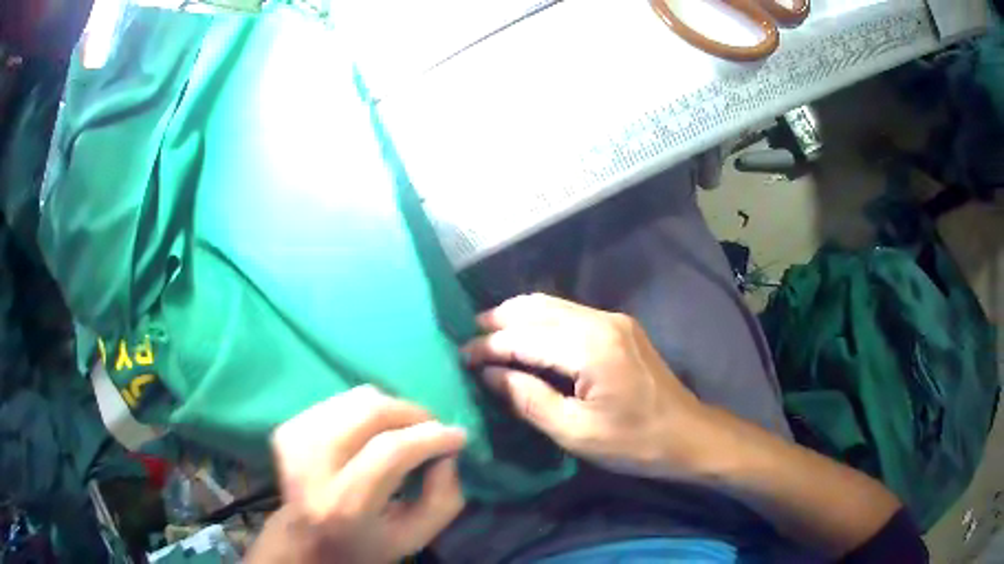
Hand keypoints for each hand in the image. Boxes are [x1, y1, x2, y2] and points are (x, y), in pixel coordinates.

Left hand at [247, 386, 466, 563]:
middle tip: (433, 429)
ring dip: (392, 409)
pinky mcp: (287, 428)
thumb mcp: (414, 538)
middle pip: (370, 411)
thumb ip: (442, 499)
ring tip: (405, 431)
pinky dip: (366, 410)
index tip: (458, 436)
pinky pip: (340, 400)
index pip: (391, 451)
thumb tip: (446, 453)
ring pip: (356, 398)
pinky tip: (372, 433)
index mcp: (343, 503)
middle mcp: (311, 465)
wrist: (304, 540)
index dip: (430, 436)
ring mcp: (293, 440)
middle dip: (413, 413)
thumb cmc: (364, 544)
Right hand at [463, 294, 711, 479]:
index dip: (489, 346)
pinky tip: (527, 337)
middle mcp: (601, 321)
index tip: (461, 356)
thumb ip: (529, 399)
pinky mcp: (619, 326)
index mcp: (590, 348)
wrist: (688, 434)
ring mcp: (613, 319)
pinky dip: (540, 321)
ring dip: (517, 317)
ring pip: (551, 304)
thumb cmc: (633, 442)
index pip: (524, 337)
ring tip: (489, 335)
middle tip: (469, 339)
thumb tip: (491, 375)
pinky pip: (568, 313)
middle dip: (498, 321)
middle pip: (536, 308)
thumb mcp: (575, 432)